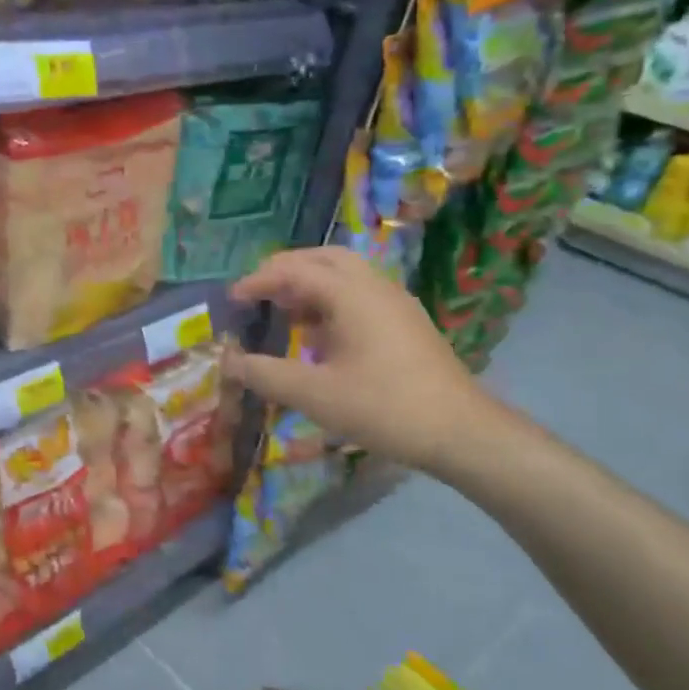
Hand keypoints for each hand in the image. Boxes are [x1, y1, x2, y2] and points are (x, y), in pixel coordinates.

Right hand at [219, 247, 507, 476]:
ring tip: (283, 312)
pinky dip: (331, 302)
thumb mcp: (314, 395)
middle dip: (287, 269)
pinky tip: (318, 337)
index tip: (232, 299)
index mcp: (352, 295)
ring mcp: (396, 304)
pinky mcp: (406, 324)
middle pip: (325, 259)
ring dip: (310, 285)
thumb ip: (266, 375)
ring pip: (346, 276)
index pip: (295, 271)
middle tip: (258, 291)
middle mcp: (375, 287)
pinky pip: (361, 297)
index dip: (259, 281)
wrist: (459, 430)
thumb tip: (229, 362)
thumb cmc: (383, 407)